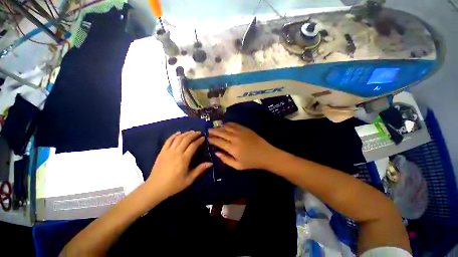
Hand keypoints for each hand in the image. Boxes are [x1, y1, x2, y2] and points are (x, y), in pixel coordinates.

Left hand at [146, 131, 211, 199]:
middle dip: (193, 135)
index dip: (199, 140)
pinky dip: (174, 135)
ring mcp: (168, 151)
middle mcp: (176, 152)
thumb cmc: (174, 184)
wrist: (155, 187)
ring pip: (178, 138)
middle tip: (199, 133)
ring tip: (191, 131)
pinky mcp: (162, 152)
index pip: (193, 146)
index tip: (203, 138)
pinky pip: (168, 140)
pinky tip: (178, 132)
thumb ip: (200, 170)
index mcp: (184, 159)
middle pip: (186, 139)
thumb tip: (210, 163)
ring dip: (185, 133)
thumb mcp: (189, 179)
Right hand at [208, 122, 278, 169]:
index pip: (218, 142)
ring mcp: (240, 132)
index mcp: (232, 148)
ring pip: (226, 127)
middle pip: (221, 132)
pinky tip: (225, 125)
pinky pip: (234, 124)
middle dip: (213, 131)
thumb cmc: (251, 162)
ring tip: (215, 128)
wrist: (266, 154)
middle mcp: (235, 138)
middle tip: (208, 130)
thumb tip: (216, 152)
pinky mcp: (245, 129)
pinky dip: (228, 124)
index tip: (208, 138)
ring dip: (220, 127)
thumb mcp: (237, 166)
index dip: (212, 139)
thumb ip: (225, 159)